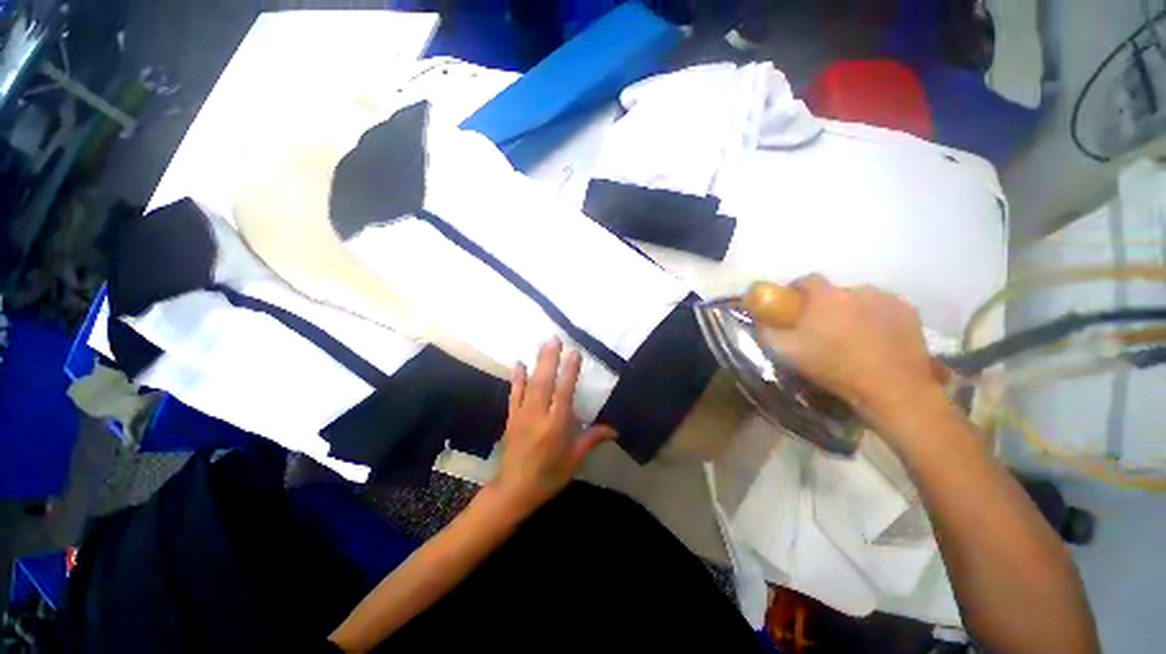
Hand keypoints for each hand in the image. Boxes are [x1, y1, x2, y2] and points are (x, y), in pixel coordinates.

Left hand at [490, 338, 616, 516]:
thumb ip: (592, 439)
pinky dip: (517, 378)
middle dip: (550, 359)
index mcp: (557, 426)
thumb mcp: (575, 459)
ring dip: (536, 362)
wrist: (515, 490)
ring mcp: (522, 414)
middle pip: (545, 382)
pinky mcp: (512, 417)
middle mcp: (539, 415)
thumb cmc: (549, 475)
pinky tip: (518, 363)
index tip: (574, 353)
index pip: (564, 393)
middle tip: (554, 338)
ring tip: (542, 343)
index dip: (570, 372)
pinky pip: (514, 394)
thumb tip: (615, 429)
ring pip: (530, 384)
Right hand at [758, 275, 947, 436]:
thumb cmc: (834, 367)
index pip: (806, 280)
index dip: (796, 291)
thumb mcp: (785, 352)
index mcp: (826, 296)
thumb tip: (759, 319)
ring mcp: (887, 299)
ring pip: (860, 299)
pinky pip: (883, 308)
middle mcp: (857, 289)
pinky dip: (875, 318)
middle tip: (821, 327)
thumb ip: (767, 331)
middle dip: (825, 304)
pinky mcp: (909, 312)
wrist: (892, 388)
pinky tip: (874, 339)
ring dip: (851, 310)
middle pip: (834, 292)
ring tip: (850, 335)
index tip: (792, 306)